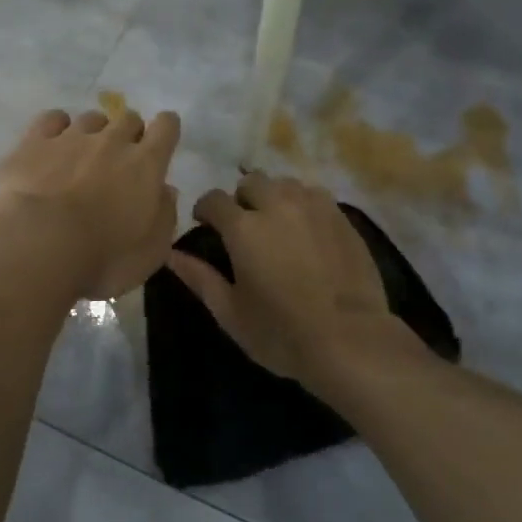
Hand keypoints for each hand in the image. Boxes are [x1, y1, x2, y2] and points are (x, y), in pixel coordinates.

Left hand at [0, 107, 181, 299]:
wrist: (37, 246)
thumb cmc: (102, 258)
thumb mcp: (151, 252)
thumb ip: (164, 216)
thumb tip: (165, 191)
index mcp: (145, 165)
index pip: (166, 127)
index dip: (166, 129)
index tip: (161, 142)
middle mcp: (111, 141)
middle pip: (128, 118)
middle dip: (129, 133)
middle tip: (120, 160)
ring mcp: (70, 137)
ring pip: (91, 118)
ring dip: (93, 132)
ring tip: (83, 155)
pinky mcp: (34, 142)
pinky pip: (52, 119)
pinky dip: (56, 127)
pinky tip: (52, 143)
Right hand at [167, 171, 406, 383]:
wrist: (352, 340)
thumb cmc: (282, 333)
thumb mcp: (231, 313)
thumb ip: (199, 278)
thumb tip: (170, 254)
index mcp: (244, 228)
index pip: (215, 199)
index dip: (206, 209)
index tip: (205, 225)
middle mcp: (277, 205)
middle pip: (252, 181)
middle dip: (242, 198)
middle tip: (244, 226)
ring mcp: (314, 207)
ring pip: (285, 184)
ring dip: (274, 197)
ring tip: (276, 224)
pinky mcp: (342, 216)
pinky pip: (314, 195)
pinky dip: (302, 204)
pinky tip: (306, 230)